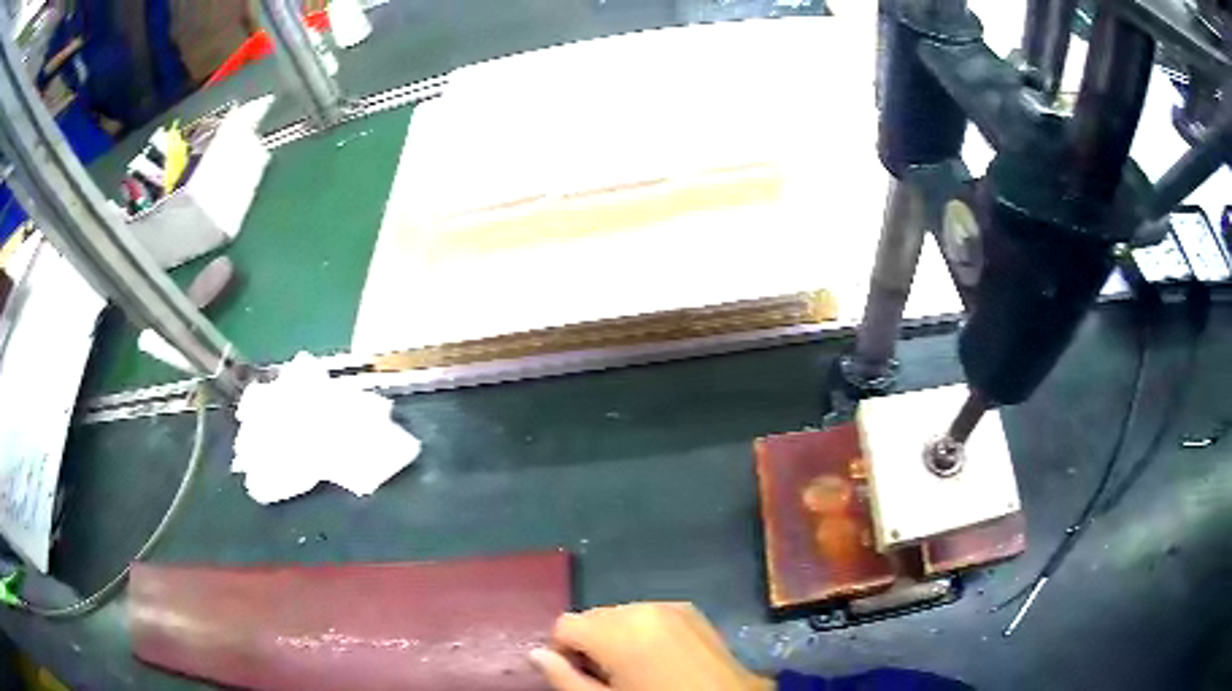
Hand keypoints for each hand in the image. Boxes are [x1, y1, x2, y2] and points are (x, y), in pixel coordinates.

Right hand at [529, 602, 771, 690]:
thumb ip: (564, 679)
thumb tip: (535, 654)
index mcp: (618, 629)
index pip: (564, 625)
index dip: (563, 652)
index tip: (579, 677)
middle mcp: (641, 607)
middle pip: (592, 617)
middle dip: (590, 643)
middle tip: (607, 677)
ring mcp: (670, 605)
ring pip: (620, 614)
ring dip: (616, 636)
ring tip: (634, 669)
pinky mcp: (691, 610)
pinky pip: (648, 615)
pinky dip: (642, 631)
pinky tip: (657, 658)